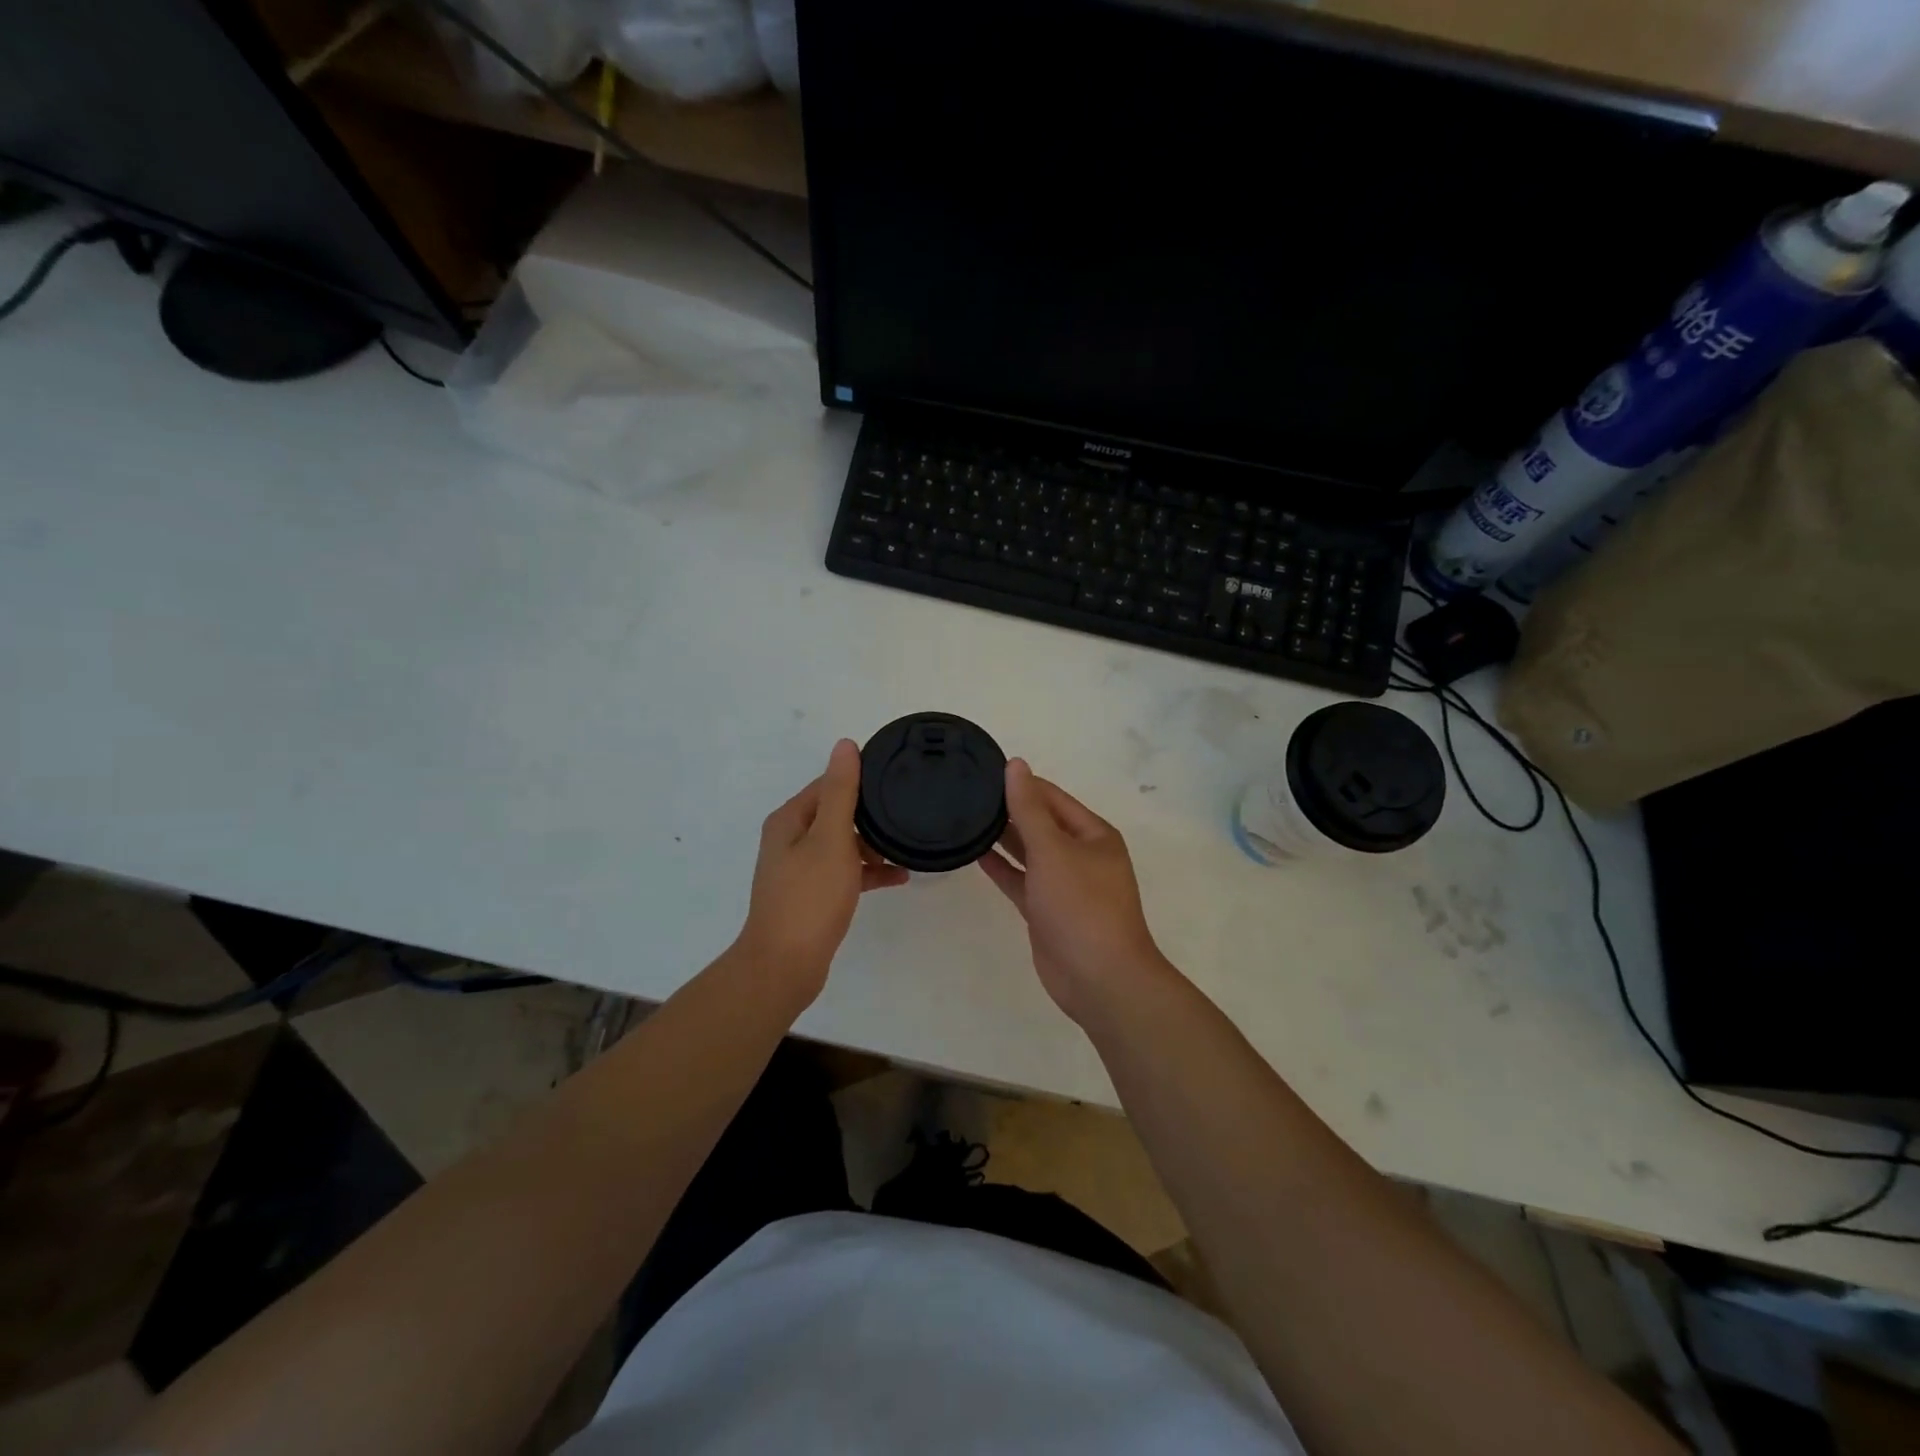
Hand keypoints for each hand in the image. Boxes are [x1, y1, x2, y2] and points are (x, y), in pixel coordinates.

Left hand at [734, 739, 908, 1001]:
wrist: (785, 965)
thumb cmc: (810, 897)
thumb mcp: (831, 838)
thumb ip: (841, 792)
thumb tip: (845, 745)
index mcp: (790, 820)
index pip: (828, 784)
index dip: (860, 780)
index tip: (895, 779)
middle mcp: (790, 839)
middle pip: (836, 813)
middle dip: (870, 815)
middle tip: (908, 812)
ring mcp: (799, 869)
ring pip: (842, 844)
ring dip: (872, 845)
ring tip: (908, 846)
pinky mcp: (811, 895)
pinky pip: (844, 872)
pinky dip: (867, 871)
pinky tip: (899, 877)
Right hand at [979, 759, 1172, 1023]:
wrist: (1099, 979)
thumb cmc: (1081, 906)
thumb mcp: (1053, 850)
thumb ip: (1029, 808)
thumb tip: (1016, 764)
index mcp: (1093, 834)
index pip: (1052, 797)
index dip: (1021, 783)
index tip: (983, 771)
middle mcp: (1081, 855)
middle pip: (1041, 823)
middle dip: (1010, 809)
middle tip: (967, 793)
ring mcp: (1064, 884)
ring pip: (1030, 852)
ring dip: (1004, 837)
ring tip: (966, 817)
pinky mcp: (1047, 911)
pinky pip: (1022, 880)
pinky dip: (1003, 868)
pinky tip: (976, 854)